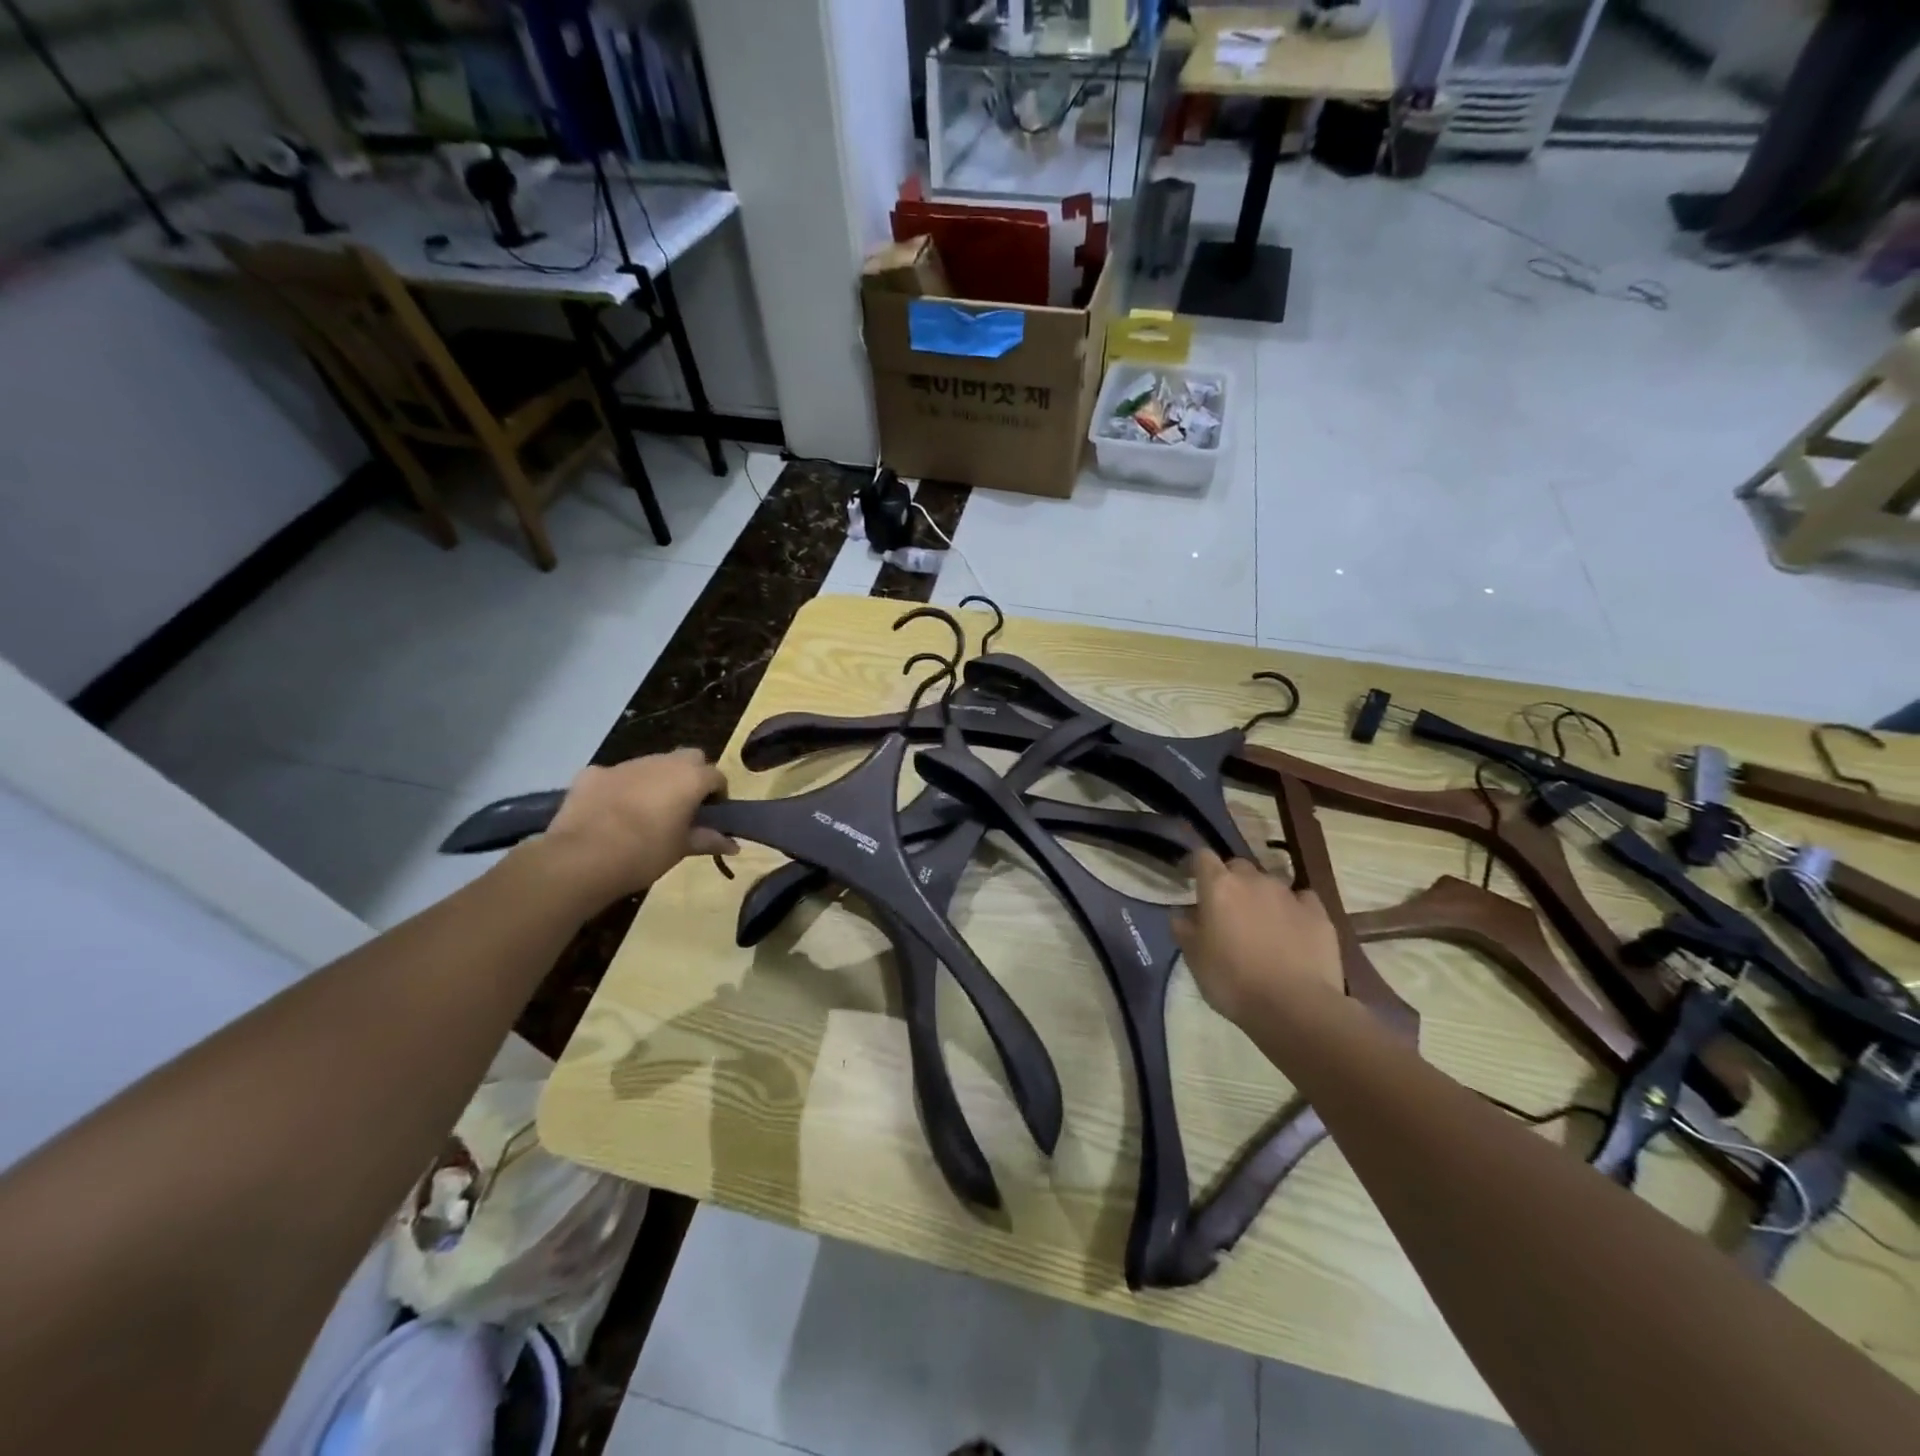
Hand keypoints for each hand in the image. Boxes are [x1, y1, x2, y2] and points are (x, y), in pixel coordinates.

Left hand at [534, 749, 737, 904]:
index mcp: (690, 778)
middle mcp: (662, 762)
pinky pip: (616, 776)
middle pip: (688, 758)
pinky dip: (620, 788)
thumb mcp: (682, 849)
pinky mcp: (593, 773)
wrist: (582, 858)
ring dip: (656, 780)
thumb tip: (734, 845)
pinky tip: (611, 812)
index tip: (712, 815)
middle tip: (684, 806)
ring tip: (646, 811)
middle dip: (691, 775)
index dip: (718, 794)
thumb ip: (709, 840)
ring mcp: (625, 765)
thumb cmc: (645, 853)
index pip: (717, 776)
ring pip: (651, 764)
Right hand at [1173, 849, 1342, 1024]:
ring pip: (1270, 884)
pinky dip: (1295, 909)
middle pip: (1238, 867)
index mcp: (1219, 886)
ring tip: (1262, 926)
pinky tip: (1294, 930)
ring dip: (1262, 897)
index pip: (1203, 857)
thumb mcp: (1194, 959)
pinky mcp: (1319, 913)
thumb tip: (1182, 915)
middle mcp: (1254, 881)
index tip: (1193, 882)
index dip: (1197, 867)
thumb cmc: (1233, 981)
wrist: (1295, 1007)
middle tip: (1228, 911)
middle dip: (1232, 882)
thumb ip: (1184, 929)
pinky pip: (1302, 900)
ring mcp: (1289, 895)